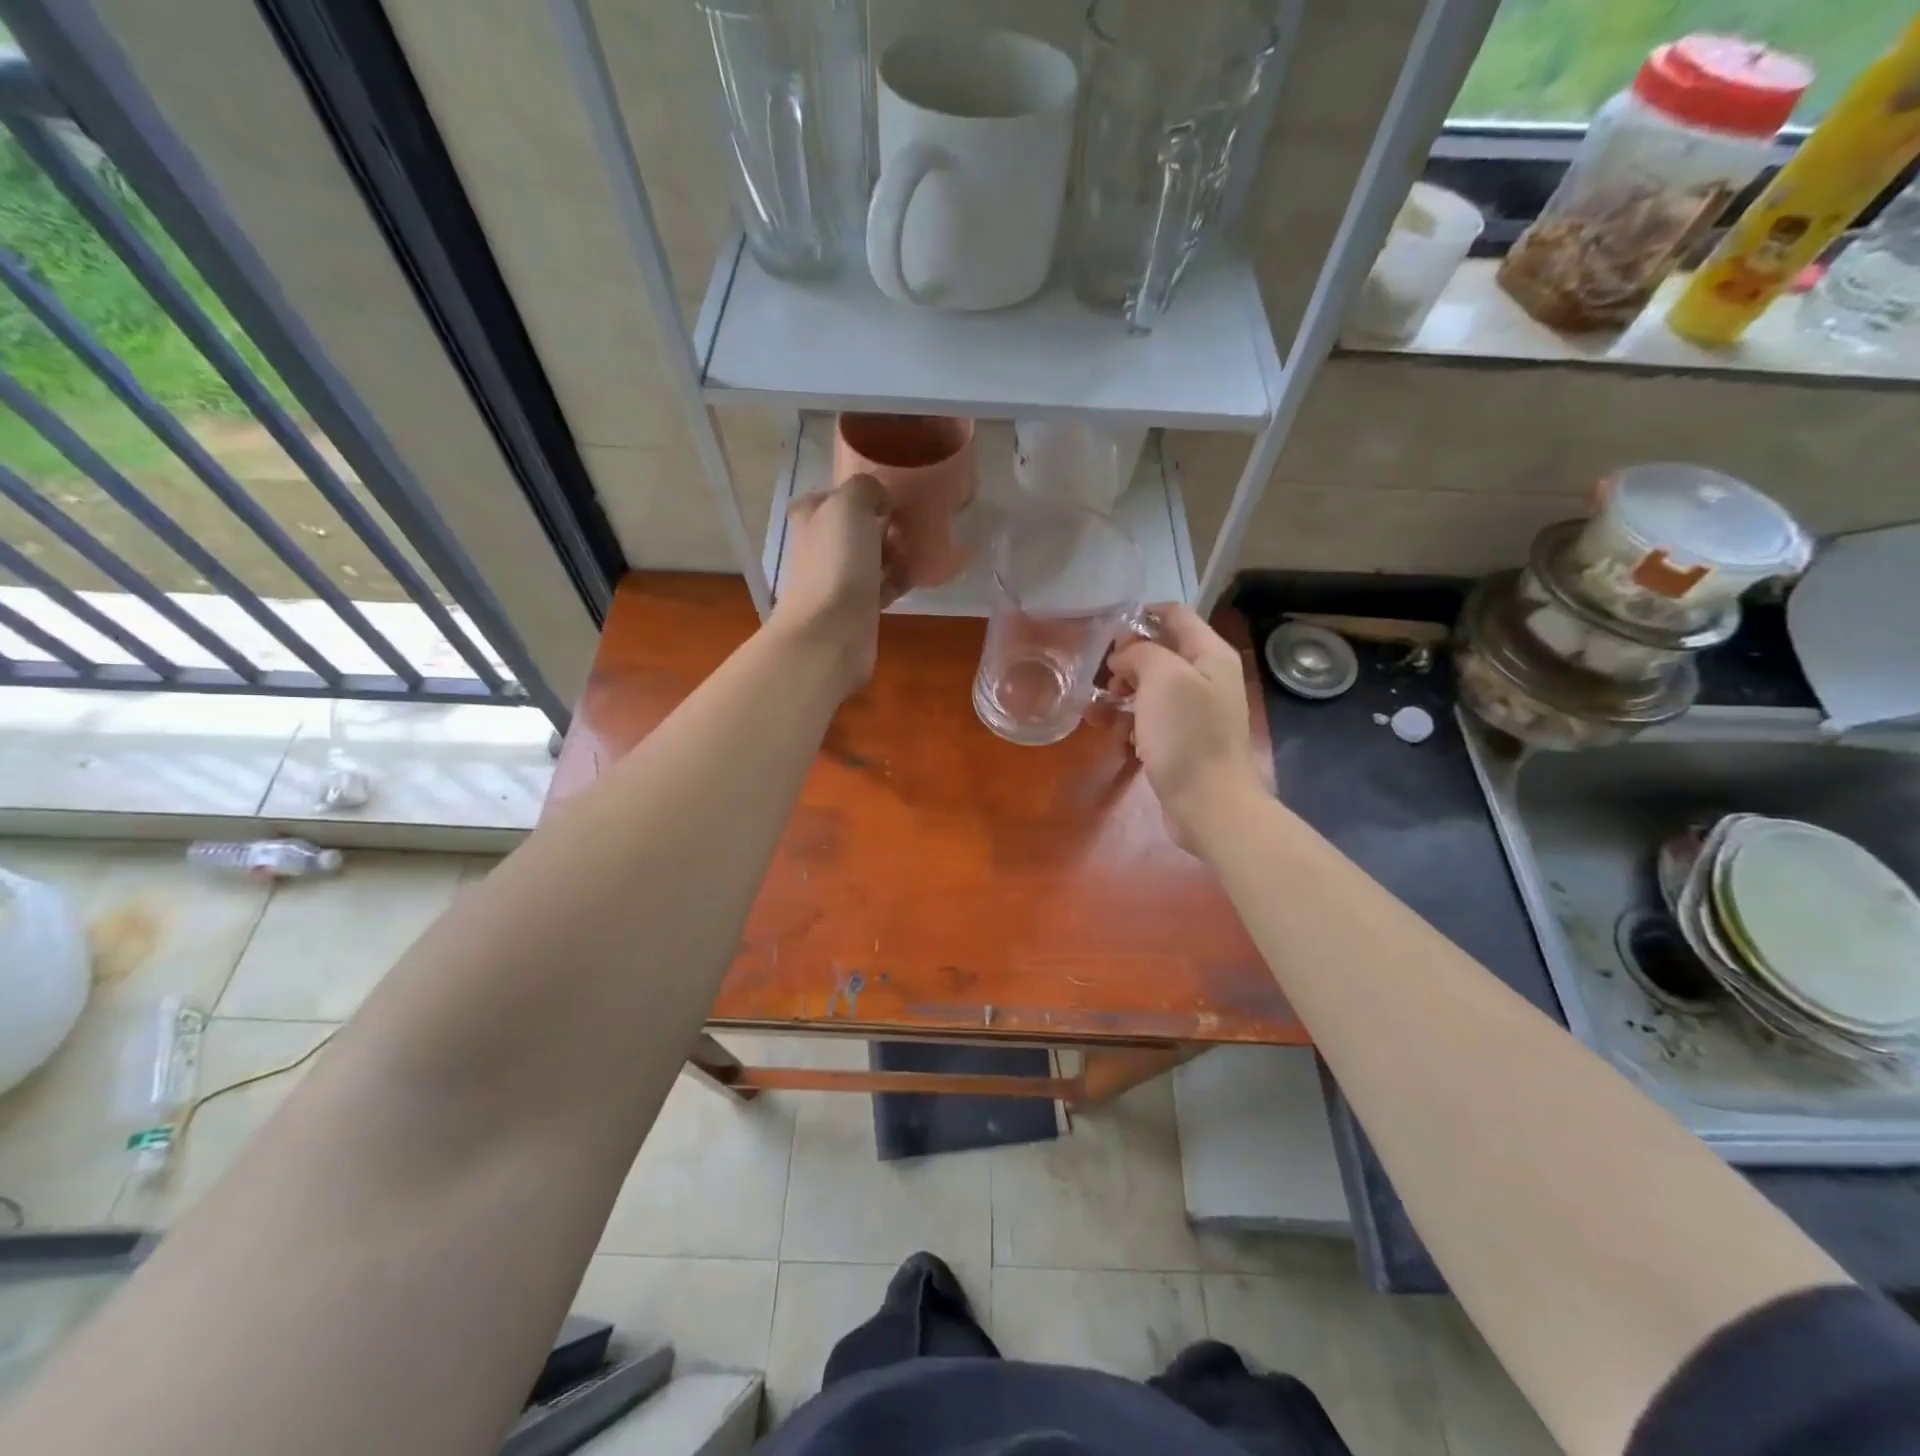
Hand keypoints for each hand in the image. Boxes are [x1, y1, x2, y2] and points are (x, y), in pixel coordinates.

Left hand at [769, 474, 903, 697]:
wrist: (832, 632)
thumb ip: (865, 488)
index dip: (863, 494)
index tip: (893, 497)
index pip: (835, 496)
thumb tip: (879, 500)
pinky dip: (898, 581)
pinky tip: (917, 577)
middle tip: (913, 525)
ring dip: (894, 554)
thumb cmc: (837, 563)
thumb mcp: (850, 505)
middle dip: (884, 526)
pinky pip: (881, 587)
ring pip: (870, 558)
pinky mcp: (855, 608)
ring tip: (921, 550)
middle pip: (856, 528)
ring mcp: (836, 580)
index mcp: (811, 517)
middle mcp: (818, 546)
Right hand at [1108, 604, 1265, 854]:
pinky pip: (1150, 720)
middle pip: (1160, 653)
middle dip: (1127, 661)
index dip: (1142, 616)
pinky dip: (1130, 722)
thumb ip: (1142, 653)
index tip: (1108, 631)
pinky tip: (1114, 735)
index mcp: (1210, 655)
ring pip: (1150, 689)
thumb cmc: (1187, 735)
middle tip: (1102, 677)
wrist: (1208, 804)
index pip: (1176, 615)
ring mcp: (1195, 712)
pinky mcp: (1181, 742)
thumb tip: (1125, 655)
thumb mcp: (1163, 679)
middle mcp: (1206, 678)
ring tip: (1096, 710)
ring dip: (1121, 695)